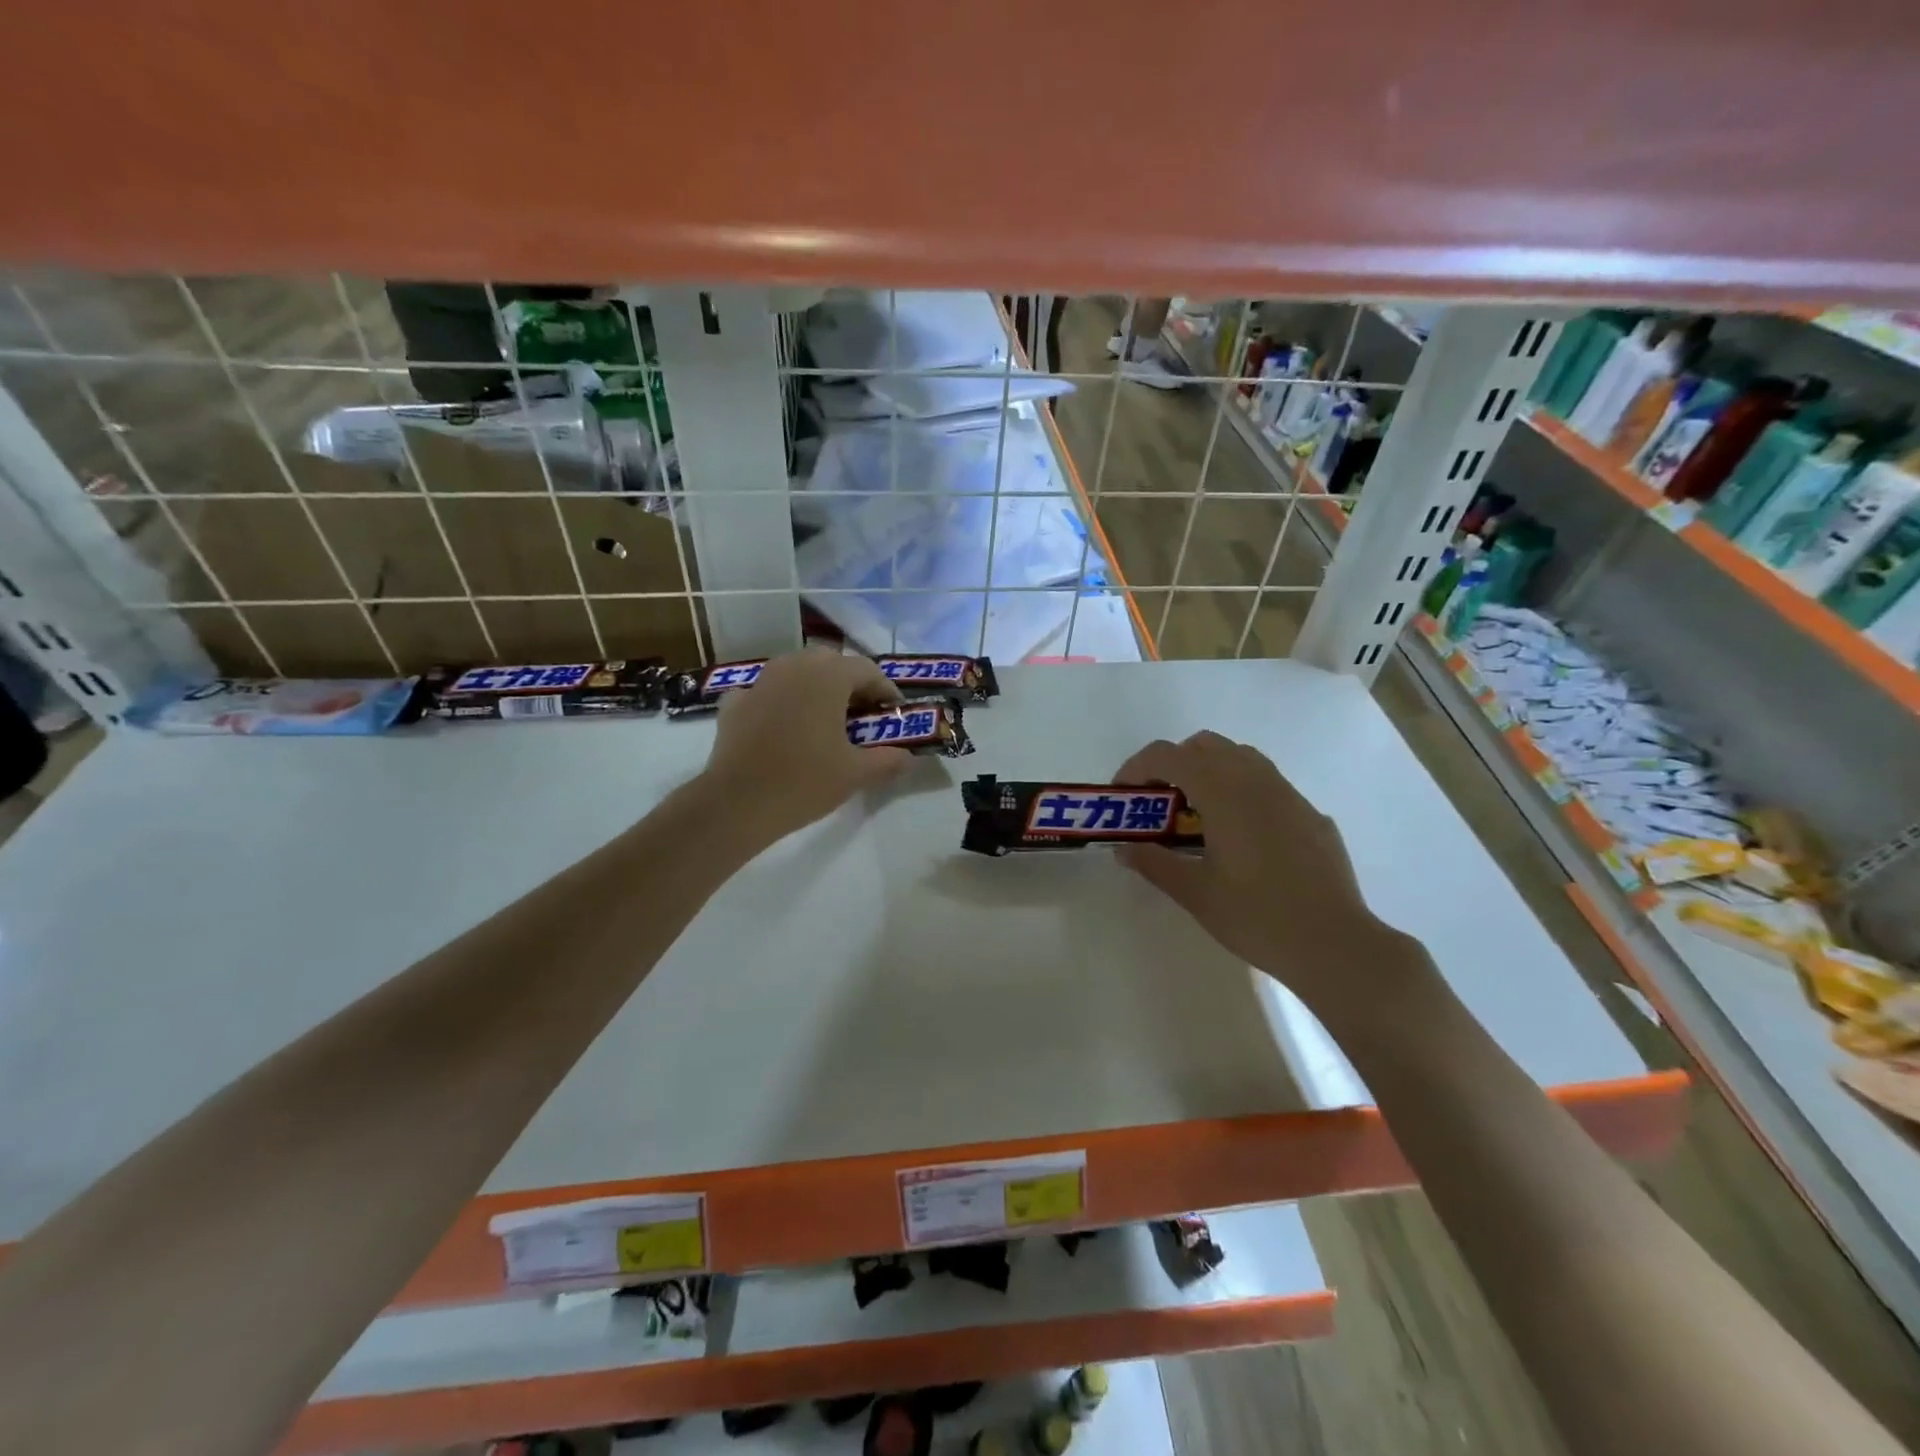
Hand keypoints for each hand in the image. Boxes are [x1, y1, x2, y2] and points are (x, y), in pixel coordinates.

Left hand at [699, 648, 910, 848]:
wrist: (738, 803)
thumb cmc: (805, 781)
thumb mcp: (856, 774)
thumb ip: (888, 760)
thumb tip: (908, 757)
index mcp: (827, 676)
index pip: (867, 670)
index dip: (886, 691)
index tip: (895, 714)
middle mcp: (793, 667)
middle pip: (830, 663)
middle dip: (850, 684)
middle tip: (861, 715)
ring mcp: (760, 681)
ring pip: (796, 672)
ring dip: (815, 688)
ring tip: (825, 719)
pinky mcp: (735, 702)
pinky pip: (767, 692)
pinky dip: (781, 702)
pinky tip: (784, 727)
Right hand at [1113, 732, 1414, 1014]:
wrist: (1336, 944)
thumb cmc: (1257, 917)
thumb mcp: (1195, 893)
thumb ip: (1154, 863)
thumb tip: (1125, 849)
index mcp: (1223, 792)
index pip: (1169, 755)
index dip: (1137, 767)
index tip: (1124, 795)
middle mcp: (1257, 781)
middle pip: (1205, 746)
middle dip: (1173, 764)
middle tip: (1159, 803)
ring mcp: (1289, 795)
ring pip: (1241, 758)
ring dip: (1209, 772)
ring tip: (1198, 815)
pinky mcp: (1311, 815)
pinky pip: (1268, 785)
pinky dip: (1241, 793)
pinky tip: (1243, 838)